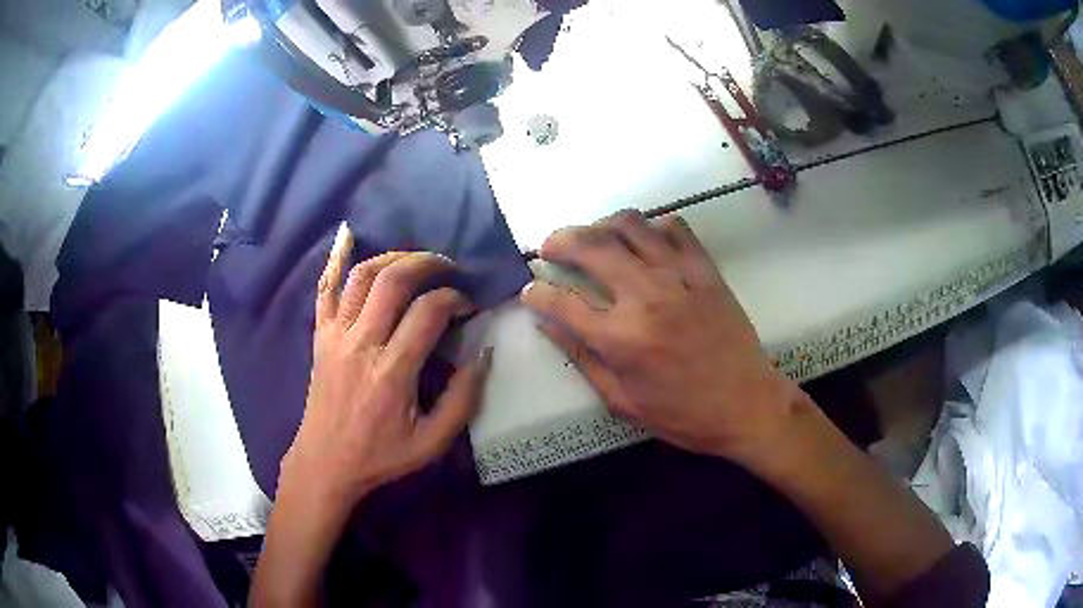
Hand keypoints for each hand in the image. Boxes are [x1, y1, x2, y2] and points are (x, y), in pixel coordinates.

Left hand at [253, 225, 490, 606]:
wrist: (325, 462)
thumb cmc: (380, 456)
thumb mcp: (432, 442)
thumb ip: (463, 399)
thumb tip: (484, 354)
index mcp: (392, 372)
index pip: (428, 312)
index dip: (455, 299)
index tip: (468, 306)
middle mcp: (361, 344)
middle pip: (394, 280)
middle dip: (428, 263)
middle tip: (449, 267)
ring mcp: (336, 335)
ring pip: (362, 276)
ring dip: (393, 256)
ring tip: (416, 259)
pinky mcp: (320, 335)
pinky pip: (325, 288)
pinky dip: (335, 258)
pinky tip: (348, 233)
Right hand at [521, 210, 809, 466]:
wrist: (746, 405)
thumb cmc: (682, 414)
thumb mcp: (622, 401)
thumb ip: (581, 359)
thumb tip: (547, 324)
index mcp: (621, 339)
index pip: (562, 302)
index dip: (537, 293)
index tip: (530, 290)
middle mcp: (646, 297)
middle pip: (591, 247)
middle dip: (560, 240)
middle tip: (551, 247)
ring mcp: (679, 277)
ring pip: (631, 225)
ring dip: (602, 224)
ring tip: (594, 237)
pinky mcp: (706, 270)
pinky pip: (676, 228)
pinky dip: (654, 226)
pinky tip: (646, 241)